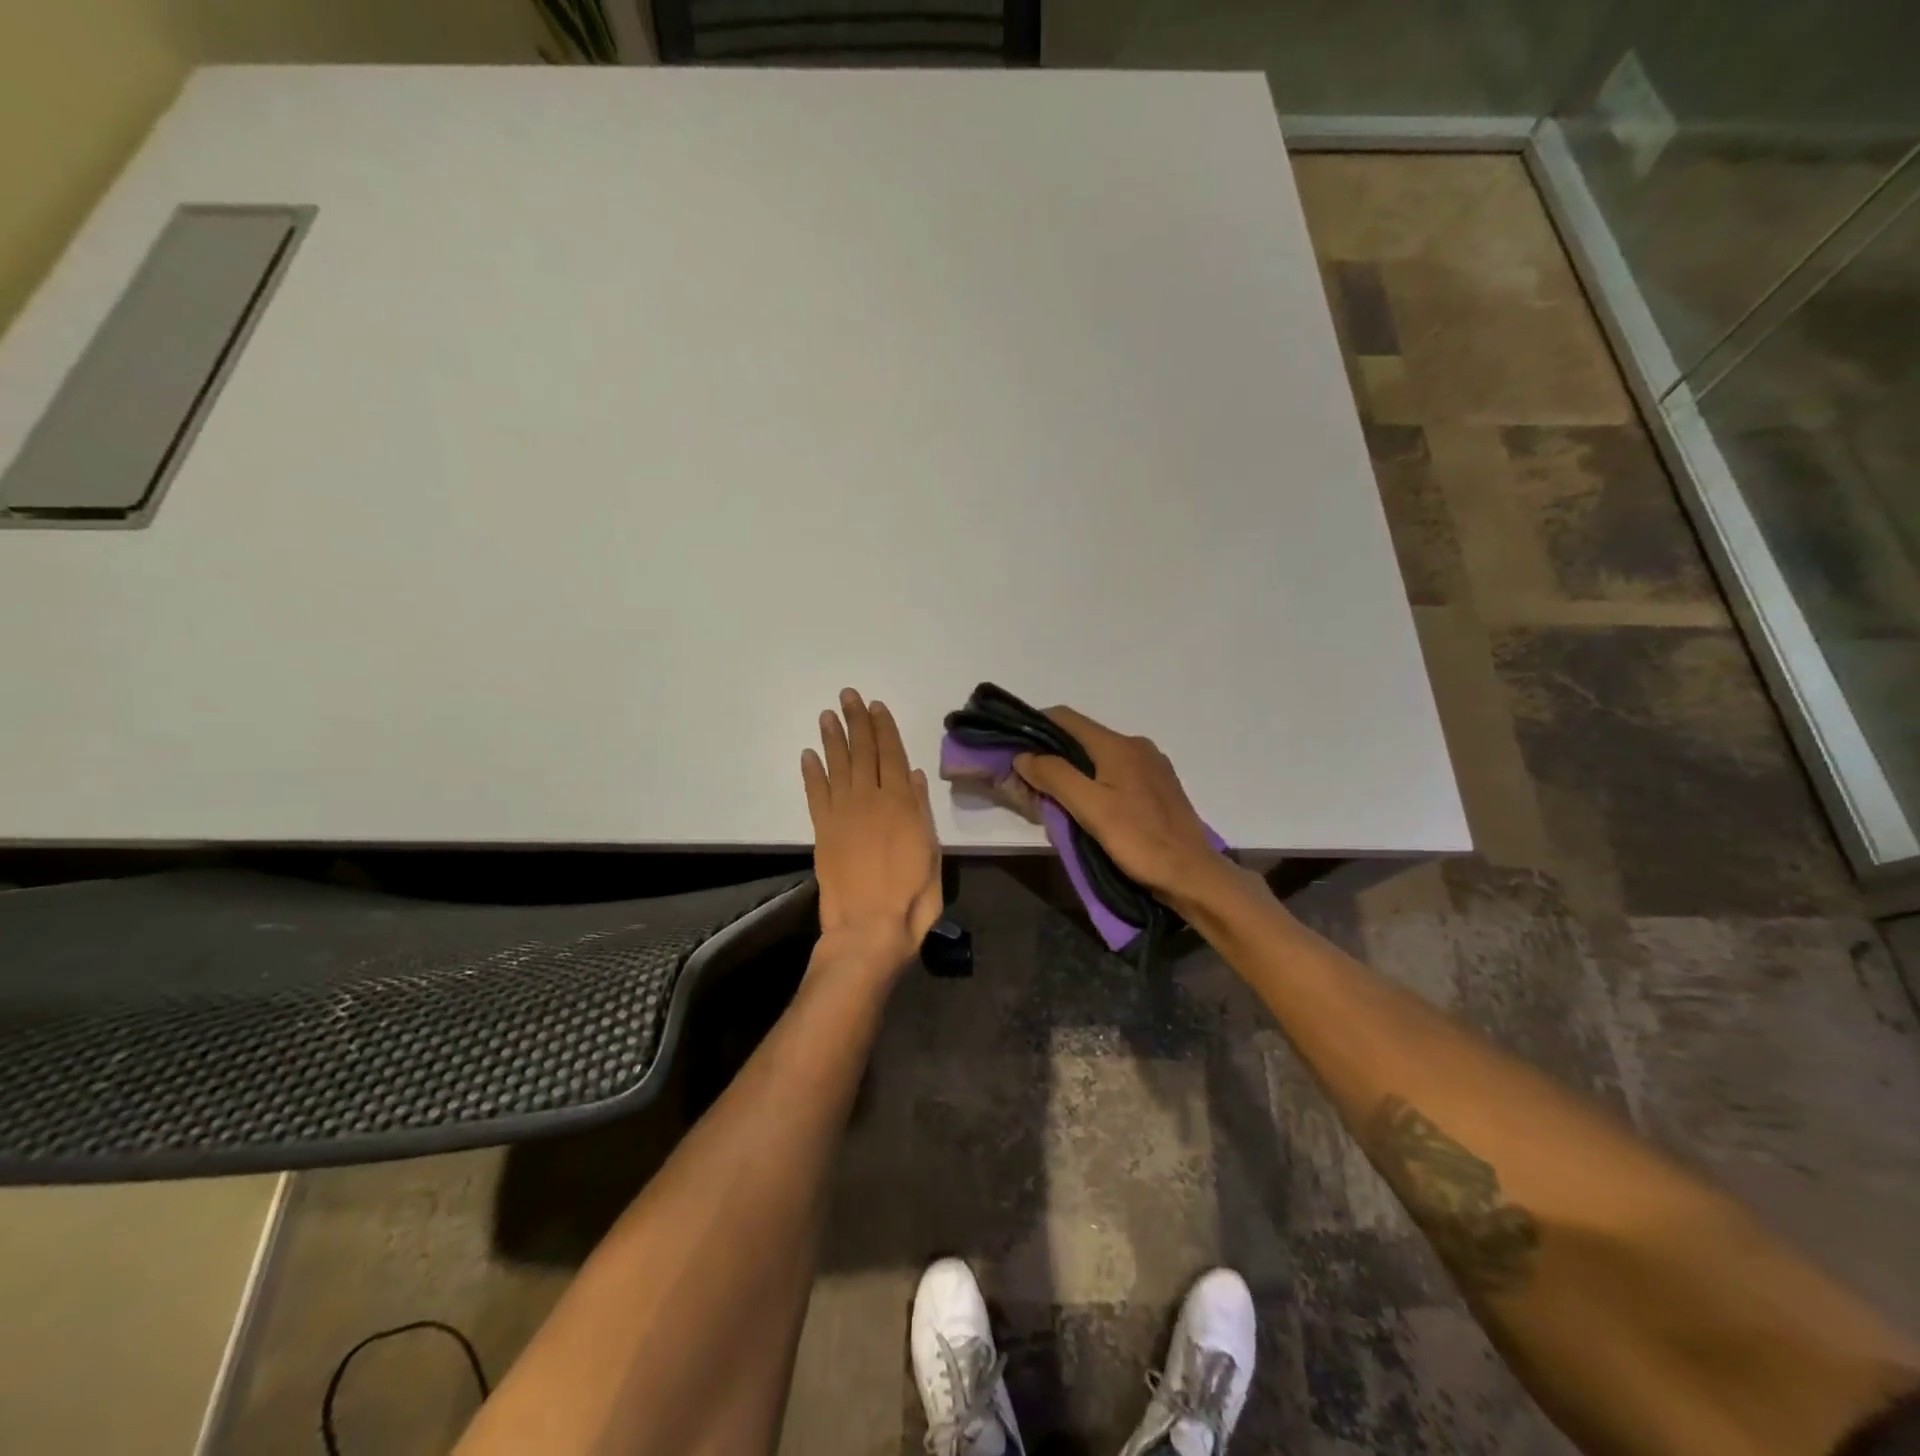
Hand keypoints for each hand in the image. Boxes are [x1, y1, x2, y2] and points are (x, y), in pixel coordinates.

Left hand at [801, 689, 942, 975]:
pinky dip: (811, 772)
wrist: (868, 928)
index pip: (892, 754)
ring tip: (827, 715)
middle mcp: (871, 799)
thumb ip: (921, 811)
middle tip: (848, 696)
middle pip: (863, 751)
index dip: (883, 728)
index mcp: (902, 803)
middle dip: (856, 722)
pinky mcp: (822, 830)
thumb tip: (914, 775)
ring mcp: (843, 813)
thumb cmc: (911, 896)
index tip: (875, 705)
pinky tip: (809, 754)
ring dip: (832, 738)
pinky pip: (815, 793)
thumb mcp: (932, 853)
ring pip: (837, 765)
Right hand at [1011, 707, 1235, 911]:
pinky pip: (1117, 773)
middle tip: (1029, 780)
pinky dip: (1096, 782)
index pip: (1066, 718)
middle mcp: (1136, 746)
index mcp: (1118, 745)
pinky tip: (1089, 807)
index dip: (1036, 725)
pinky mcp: (1160, 787)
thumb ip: (1055, 776)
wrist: (1192, 874)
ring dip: (1074, 770)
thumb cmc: (1139, 840)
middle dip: (1053, 754)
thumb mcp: (1090, 808)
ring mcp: (1152, 766)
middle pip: (1083, 737)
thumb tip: (1024, 755)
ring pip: (1100, 757)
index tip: (1014, 746)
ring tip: (1055, 797)